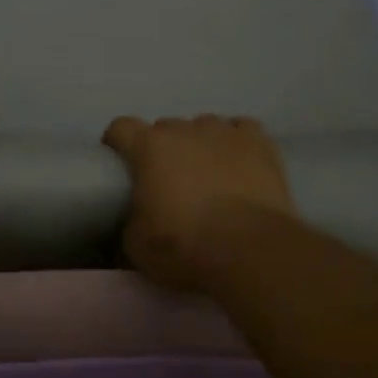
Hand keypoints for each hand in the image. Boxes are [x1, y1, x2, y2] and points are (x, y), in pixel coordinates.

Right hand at [101, 114, 297, 287]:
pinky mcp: (260, 143)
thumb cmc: (186, 246)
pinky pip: (242, 129)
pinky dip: (236, 142)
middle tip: (168, 181)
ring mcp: (225, 132)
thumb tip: (137, 219)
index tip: (120, 164)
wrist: (251, 251)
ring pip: (204, 126)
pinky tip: (239, 162)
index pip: (121, 128)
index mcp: (149, 147)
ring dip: (199, 144)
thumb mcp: (138, 246)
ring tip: (208, 173)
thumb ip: (131, 221)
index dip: (117, 143)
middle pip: (165, 128)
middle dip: (162, 149)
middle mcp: (185, 130)